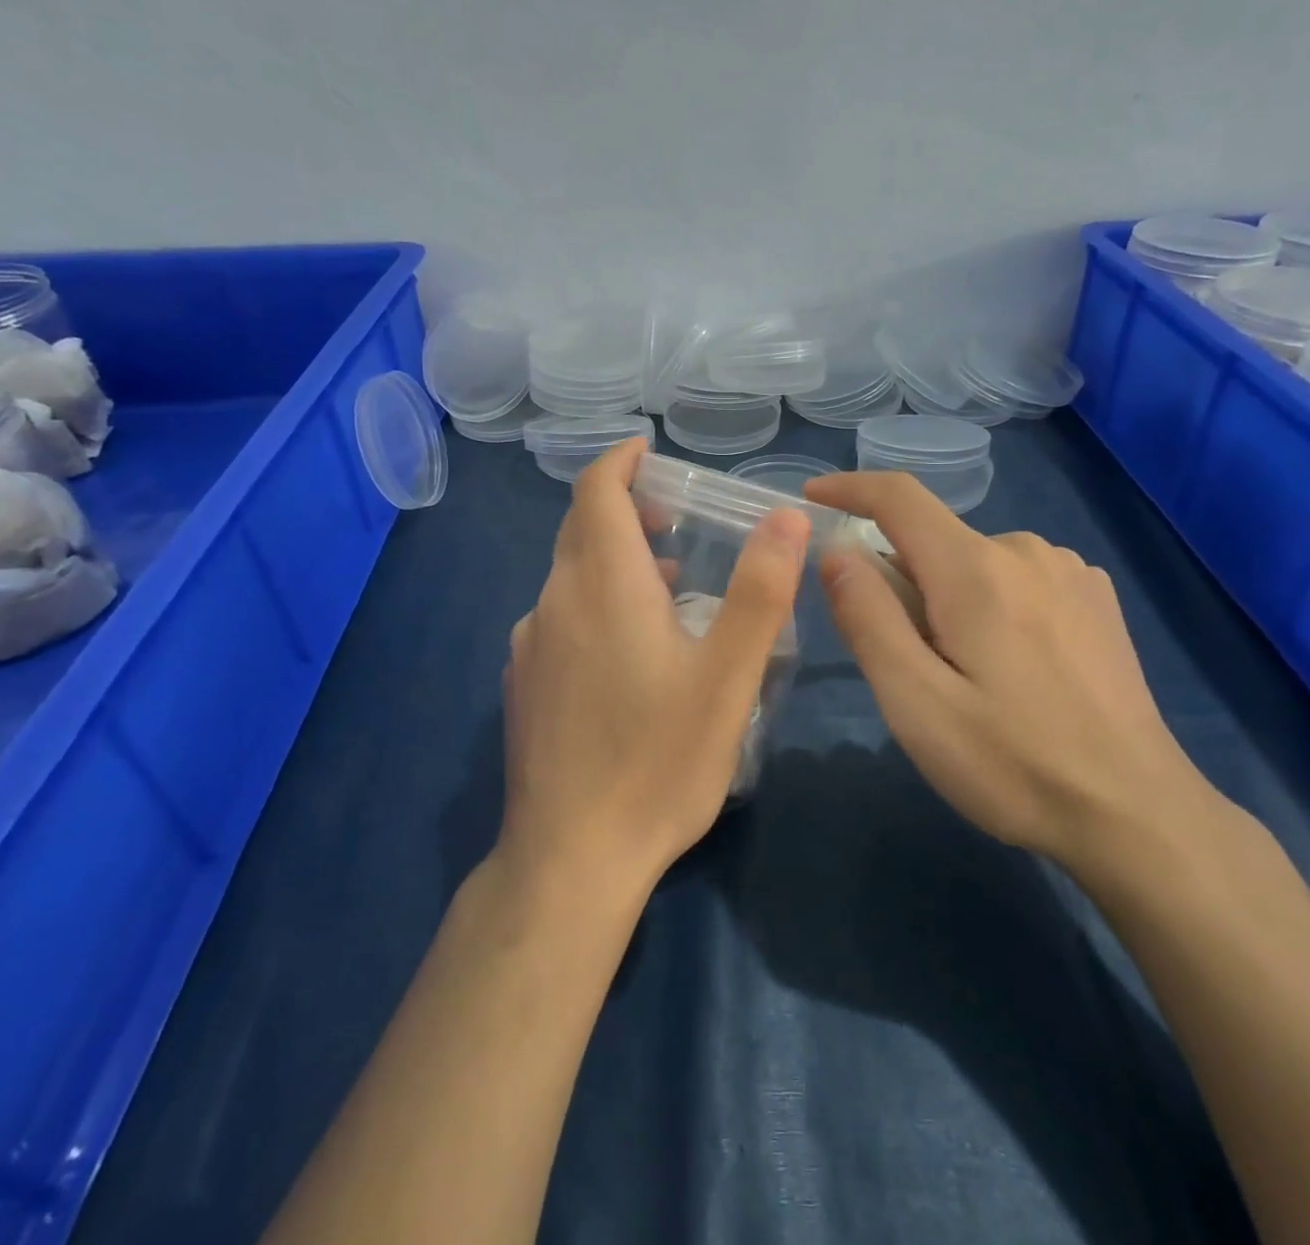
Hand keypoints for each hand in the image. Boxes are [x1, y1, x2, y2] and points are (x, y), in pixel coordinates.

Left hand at [500, 439, 808, 902]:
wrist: (569, 859)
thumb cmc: (657, 762)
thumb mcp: (728, 677)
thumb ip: (760, 592)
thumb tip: (786, 516)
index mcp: (601, 585)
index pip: (594, 491)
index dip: (619, 461)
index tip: (648, 451)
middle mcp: (553, 602)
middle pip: (581, 529)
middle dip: (625, 508)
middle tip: (677, 517)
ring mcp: (530, 645)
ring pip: (570, 576)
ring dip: (614, 560)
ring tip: (669, 582)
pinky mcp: (523, 684)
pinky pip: (559, 617)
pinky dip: (595, 602)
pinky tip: (629, 649)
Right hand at [804, 471, 1218, 875]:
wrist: (1137, 815)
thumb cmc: (1012, 764)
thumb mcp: (916, 702)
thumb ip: (868, 617)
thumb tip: (836, 550)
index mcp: (976, 569)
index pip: (898, 497)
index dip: (849, 489)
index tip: (812, 498)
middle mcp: (1025, 550)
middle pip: (932, 542)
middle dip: (899, 585)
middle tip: (904, 667)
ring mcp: (1068, 571)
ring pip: (972, 564)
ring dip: (945, 600)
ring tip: (963, 678)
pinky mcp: (1094, 597)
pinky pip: (1013, 579)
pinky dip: (987, 605)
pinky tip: (1012, 669)